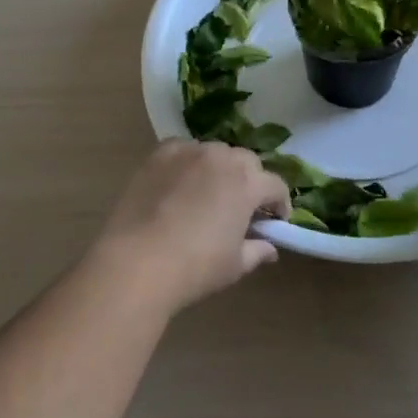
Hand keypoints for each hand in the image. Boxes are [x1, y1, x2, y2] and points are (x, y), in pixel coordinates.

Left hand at [90, 140, 291, 314]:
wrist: (138, 260)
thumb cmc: (195, 267)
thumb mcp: (234, 265)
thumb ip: (257, 251)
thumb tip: (270, 248)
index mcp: (247, 183)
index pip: (275, 184)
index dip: (280, 203)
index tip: (274, 220)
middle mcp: (222, 157)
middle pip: (246, 161)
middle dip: (251, 180)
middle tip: (242, 206)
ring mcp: (189, 151)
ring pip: (215, 152)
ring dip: (220, 168)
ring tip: (208, 193)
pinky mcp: (160, 152)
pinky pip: (184, 150)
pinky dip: (189, 162)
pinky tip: (180, 183)